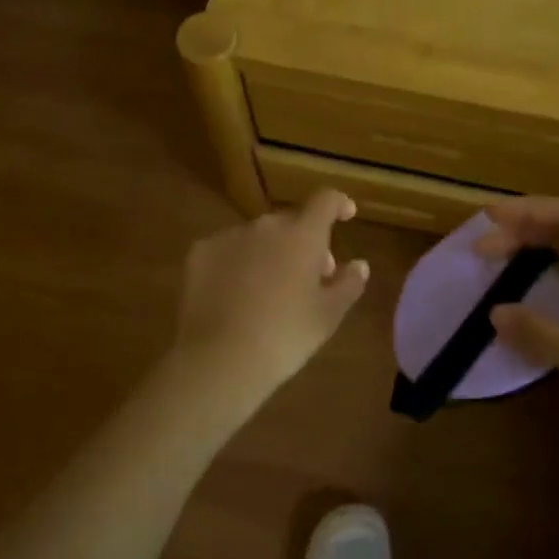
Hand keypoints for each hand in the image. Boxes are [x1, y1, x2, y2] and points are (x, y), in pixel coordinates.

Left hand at [171, 189, 368, 403]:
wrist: (221, 358)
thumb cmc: (286, 336)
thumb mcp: (328, 316)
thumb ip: (348, 284)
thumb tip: (359, 265)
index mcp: (303, 235)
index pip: (325, 201)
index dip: (338, 204)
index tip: (346, 215)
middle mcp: (266, 226)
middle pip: (291, 223)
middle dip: (304, 243)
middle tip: (310, 278)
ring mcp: (228, 236)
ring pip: (257, 237)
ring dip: (269, 253)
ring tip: (269, 291)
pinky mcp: (200, 253)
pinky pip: (227, 251)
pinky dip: (236, 264)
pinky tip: (235, 296)